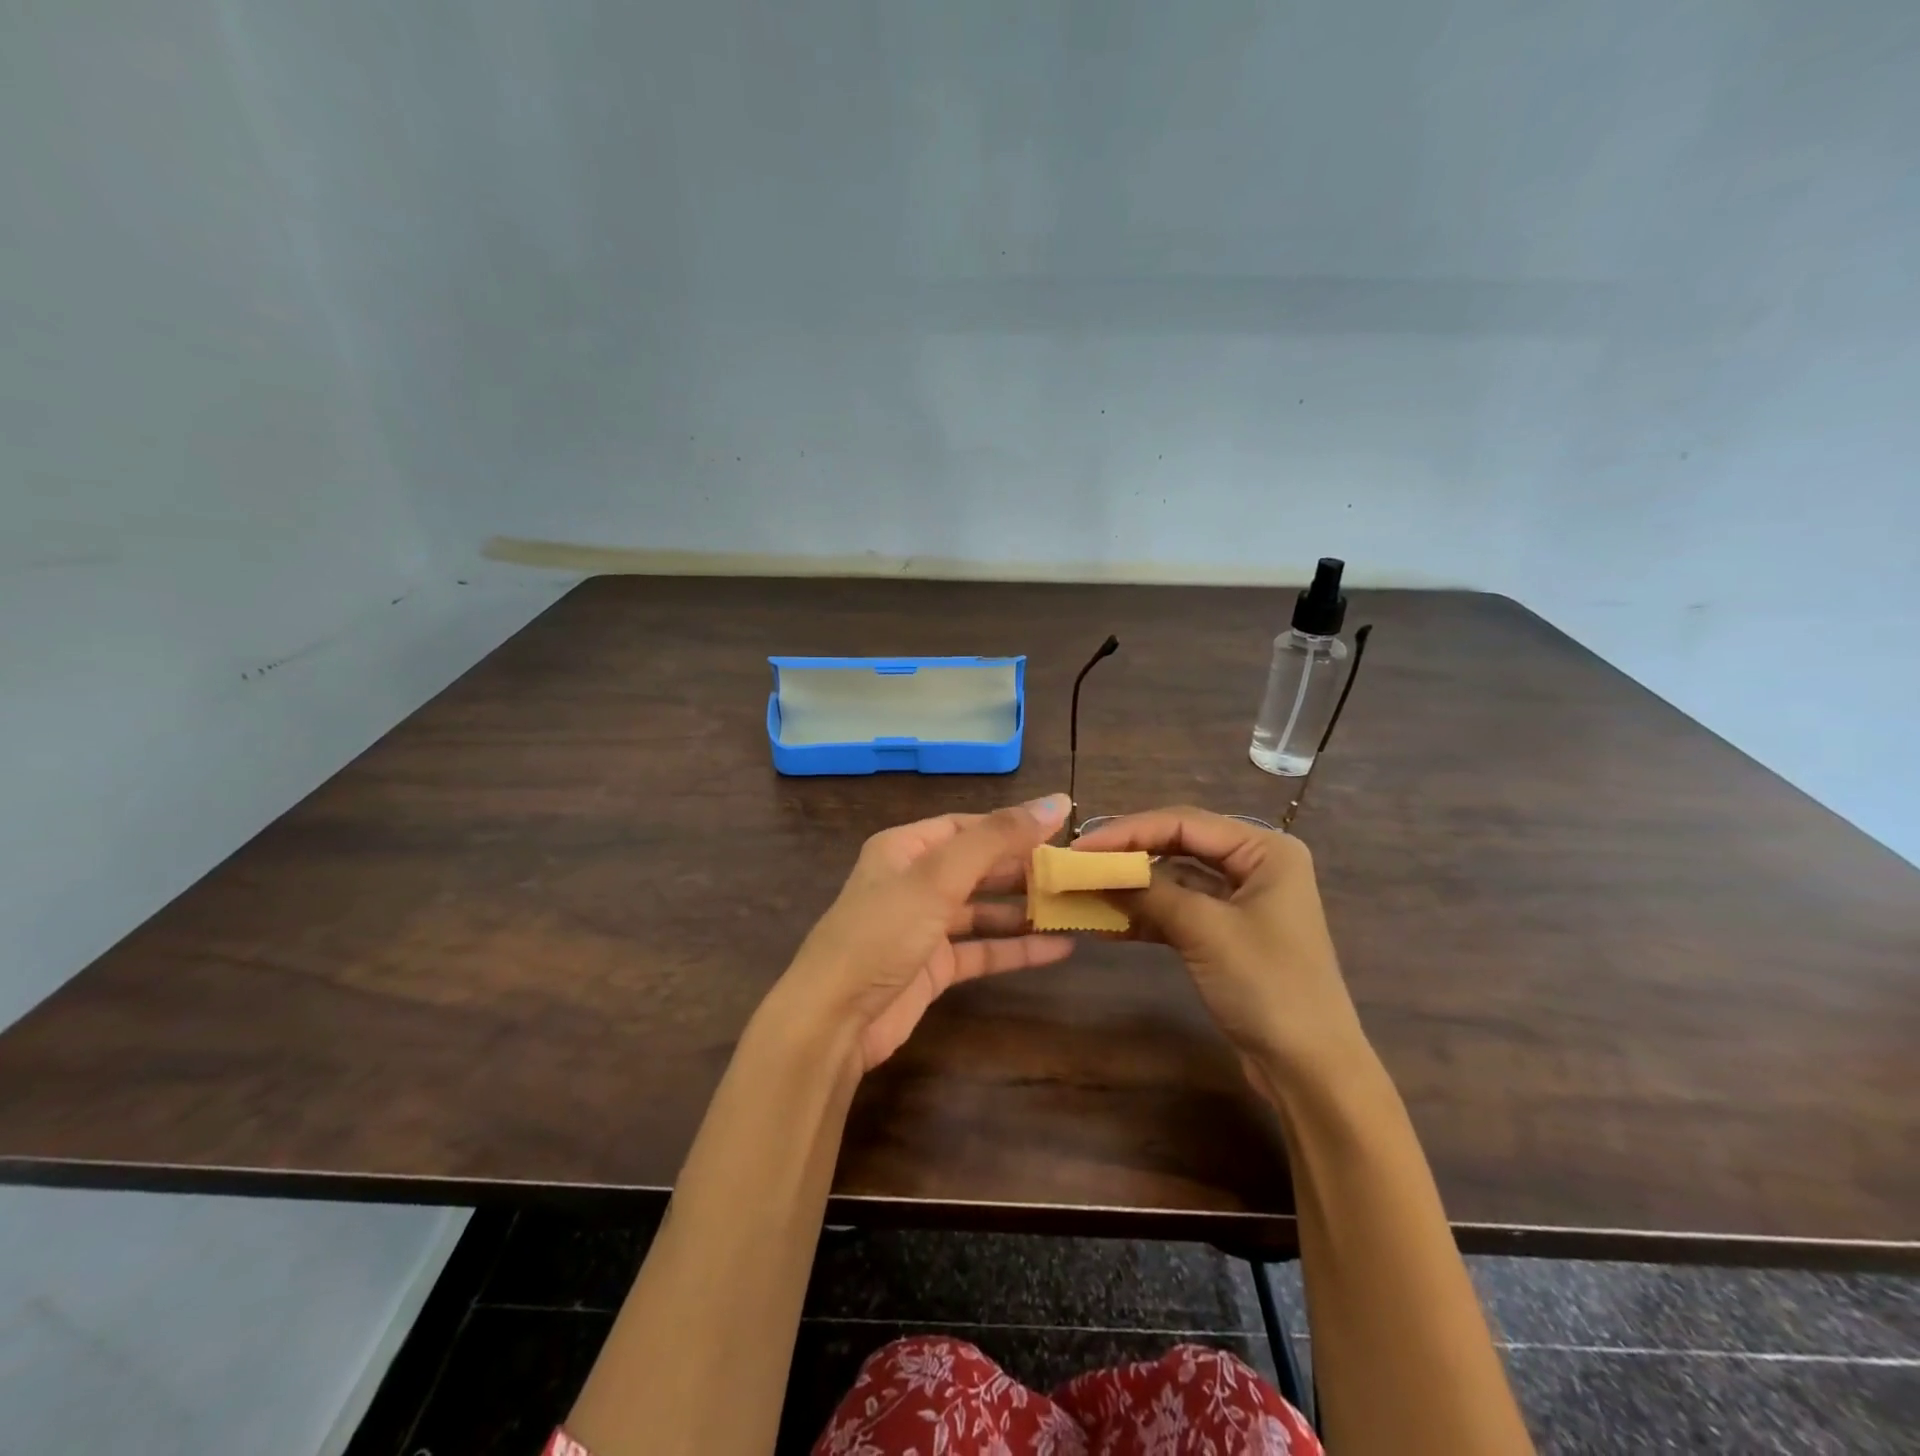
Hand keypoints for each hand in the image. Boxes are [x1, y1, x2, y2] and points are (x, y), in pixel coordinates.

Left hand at [778, 794, 1075, 1071]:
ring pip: (982, 910)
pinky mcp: (933, 968)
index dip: (1010, 826)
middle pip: (977, 867)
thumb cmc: (883, 932)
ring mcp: (923, 926)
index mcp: (904, 848)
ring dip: (1023, 910)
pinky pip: (982, 950)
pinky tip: (1059, 948)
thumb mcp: (938, 876)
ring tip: (1072, 907)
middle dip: (1022, 869)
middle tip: (1073, 872)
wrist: (834, 1019)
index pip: (966, 826)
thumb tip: (1056, 802)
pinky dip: (1016, 949)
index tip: (1060, 830)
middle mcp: (914, 882)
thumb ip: (997, 838)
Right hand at [1072, 807, 1369, 1087]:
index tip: (1080, 847)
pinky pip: (1177, 911)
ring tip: (1083, 891)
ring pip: (1173, 879)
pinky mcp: (1225, 933)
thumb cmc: (1268, 987)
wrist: (1310, 1070)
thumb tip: (1096, 870)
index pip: (1183, 823)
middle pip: (1177, 845)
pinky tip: (1105, 924)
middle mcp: (1254, 864)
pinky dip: (1144, 915)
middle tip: (1078, 863)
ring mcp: (1240, 900)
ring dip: (1131, 887)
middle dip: (1127, 855)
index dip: (1128, 831)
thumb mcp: (1205, 931)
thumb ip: (1150, 891)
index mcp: (1264, 849)